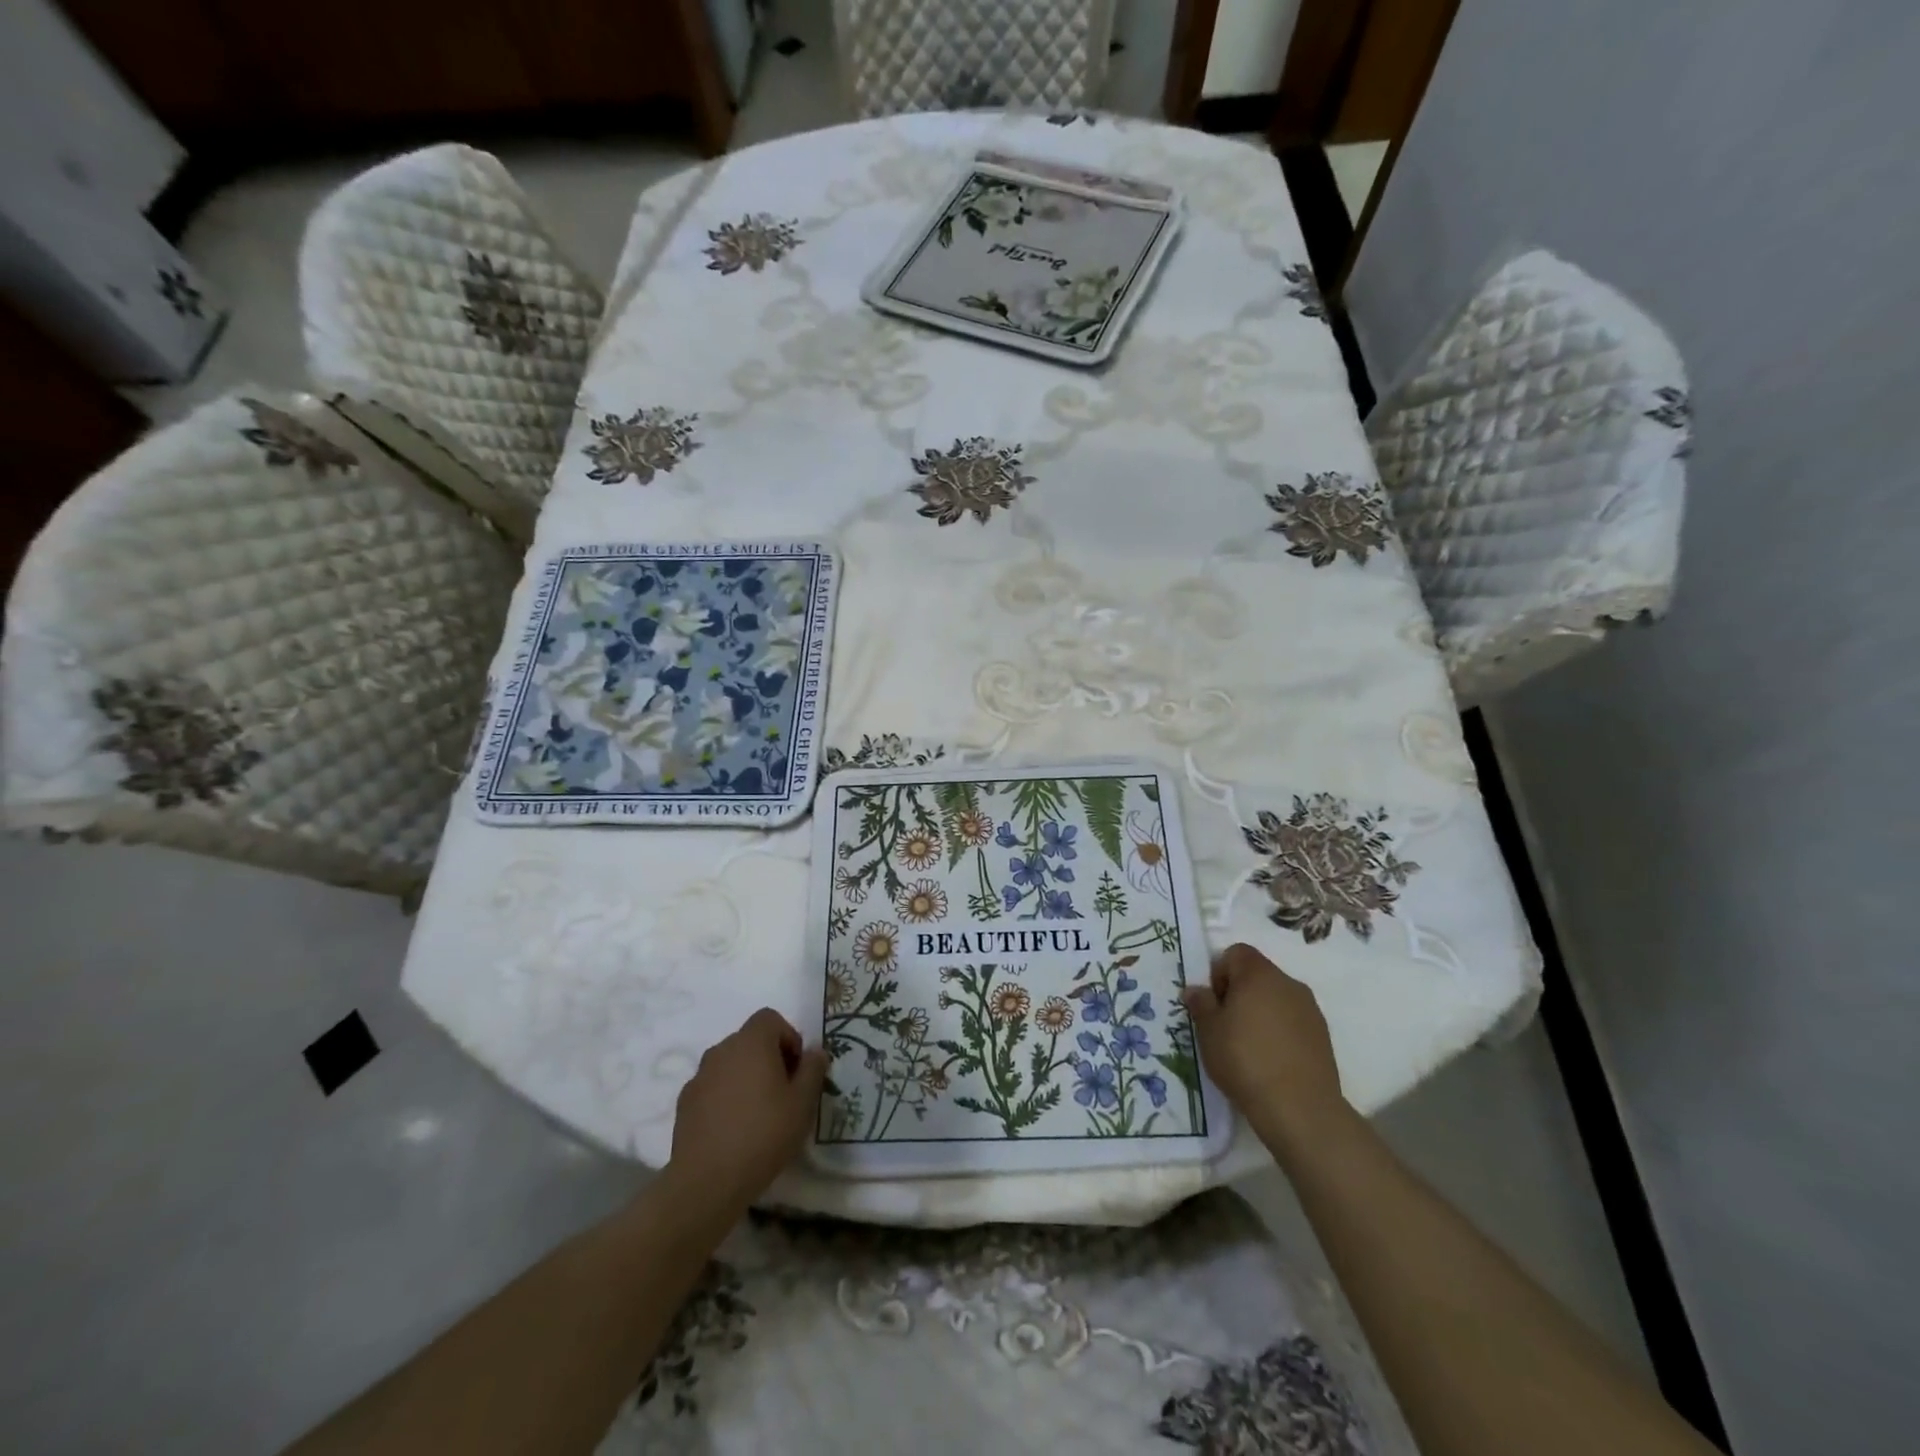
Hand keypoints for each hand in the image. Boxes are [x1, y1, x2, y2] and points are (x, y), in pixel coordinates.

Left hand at [666, 1009, 827, 1212]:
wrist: (708, 1181)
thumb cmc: (764, 1134)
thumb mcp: (803, 1103)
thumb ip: (813, 1070)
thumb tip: (815, 1052)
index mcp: (752, 1042)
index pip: (770, 1018)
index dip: (788, 1037)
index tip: (796, 1070)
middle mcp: (722, 1050)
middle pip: (750, 1040)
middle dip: (768, 1058)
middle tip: (782, 1093)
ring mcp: (699, 1075)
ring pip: (730, 1064)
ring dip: (745, 1077)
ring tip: (757, 1114)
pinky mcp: (684, 1102)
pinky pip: (712, 1087)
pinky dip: (725, 1097)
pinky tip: (733, 1129)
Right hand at [1181, 944, 1349, 1155]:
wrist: (1300, 1108)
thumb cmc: (1245, 1060)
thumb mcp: (1208, 1031)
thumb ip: (1201, 1004)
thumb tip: (1196, 989)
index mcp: (1258, 974)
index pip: (1235, 953)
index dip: (1219, 972)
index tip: (1214, 1003)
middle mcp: (1288, 983)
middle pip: (1257, 974)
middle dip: (1239, 993)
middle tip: (1225, 1026)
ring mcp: (1310, 1009)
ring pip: (1276, 998)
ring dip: (1260, 1012)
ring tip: (1248, 1047)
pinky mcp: (1323, 1035)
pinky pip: (1293, 1020)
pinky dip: (1279, 1031)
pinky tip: (1271, 1060)